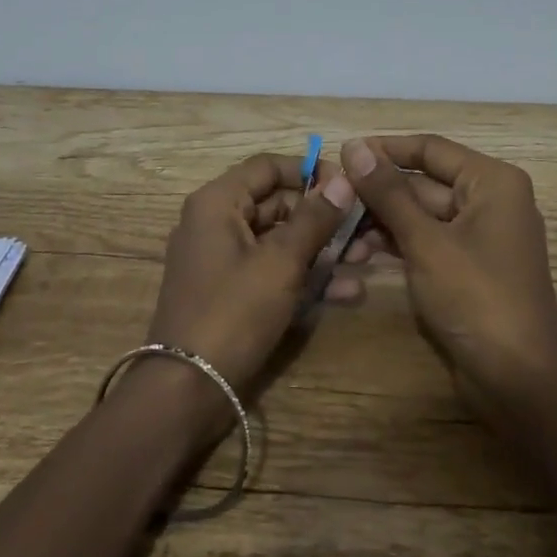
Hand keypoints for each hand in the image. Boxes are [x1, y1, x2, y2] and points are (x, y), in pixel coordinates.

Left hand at [135, 153, 357, 435]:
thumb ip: (314, 218)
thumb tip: (343, 179)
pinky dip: (305, 277)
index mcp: (218, 203)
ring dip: (323, 249)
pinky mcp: (233, 293)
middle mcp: (217, 223)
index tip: (349, 186)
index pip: (268, 167)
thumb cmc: (234, 312)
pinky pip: (273, 271)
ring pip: (280, 241)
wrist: (188, 389)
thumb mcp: (281, 262)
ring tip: (367, 259)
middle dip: (324, 216)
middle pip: (277, 203)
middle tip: (367, 229)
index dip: (309, 171)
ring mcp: (224, 260)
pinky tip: (347, 291)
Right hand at [338, 135, 556, 418]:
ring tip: (336, 233)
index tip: (339, 155)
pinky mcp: (465, 266)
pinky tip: (357, 253)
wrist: (517, 378)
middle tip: (329, 200)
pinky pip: (425, 241)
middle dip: (377, 193)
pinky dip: (395, 244)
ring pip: (419, 214)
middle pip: (423, 182)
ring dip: (380, 221)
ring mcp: (477, 236)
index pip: (429, 149)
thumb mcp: (426, 241)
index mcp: (491, 181)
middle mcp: (488, 200)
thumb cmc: (476, 297)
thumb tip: (354, 146)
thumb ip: (388, 192)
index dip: (384, 149)